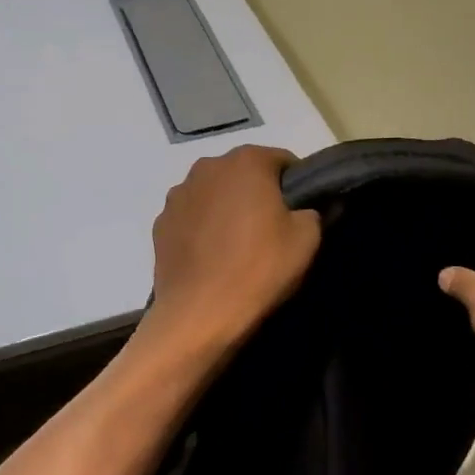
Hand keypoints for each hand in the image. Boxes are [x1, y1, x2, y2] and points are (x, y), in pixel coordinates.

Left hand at [142, 145, 321, 354]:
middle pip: (244, 173)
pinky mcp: (160, 222)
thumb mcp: (307, 239)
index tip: (301, 212)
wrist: (199, 314)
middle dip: (258, 193)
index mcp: (246, 161)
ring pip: (214, 193)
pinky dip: (203, 228)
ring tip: (238, 245)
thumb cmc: (259, 269)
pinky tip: (212, 257)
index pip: (282, 160)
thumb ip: (314, 211)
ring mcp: (178, 194)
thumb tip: (310, 207)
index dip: (297, 185)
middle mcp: (207, 166)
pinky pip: (191, 217)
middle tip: (272, 229)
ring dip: (227, 208)